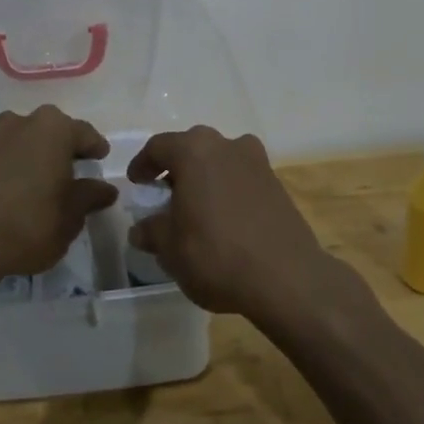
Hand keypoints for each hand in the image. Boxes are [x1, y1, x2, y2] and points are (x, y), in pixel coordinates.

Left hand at [0, 106, 117, 283]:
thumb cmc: (29, 222)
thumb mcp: (71, 215)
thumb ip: (90, 197)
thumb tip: (105, 189)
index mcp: (54, 128)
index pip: (85, 134)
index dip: (96, 149)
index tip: (101, 160)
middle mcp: (23, 122)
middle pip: (54, 133)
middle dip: (65, 150)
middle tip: (77, 172)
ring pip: (27, 143)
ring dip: (39, 158)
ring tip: (48, 184)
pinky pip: (7, 157)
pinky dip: (18, 169)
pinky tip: (22, 192)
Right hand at [126, 126, 356, 329]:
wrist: (287, 277)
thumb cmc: (216, 255)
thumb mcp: (170, 249)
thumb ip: (152, 232)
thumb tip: (142, 228)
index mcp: (195, 151)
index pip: (159, 146)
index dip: (143, 164)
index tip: (137, 185)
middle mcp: (228, 146)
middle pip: (192, 148)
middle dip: (175, 169)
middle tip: (163, 196)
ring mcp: (258, 162)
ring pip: (220, 161)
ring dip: (204, 179)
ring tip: (194, 210)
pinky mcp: (277, 184)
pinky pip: (241, 178)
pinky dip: (226, 190)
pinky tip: (222, 220)